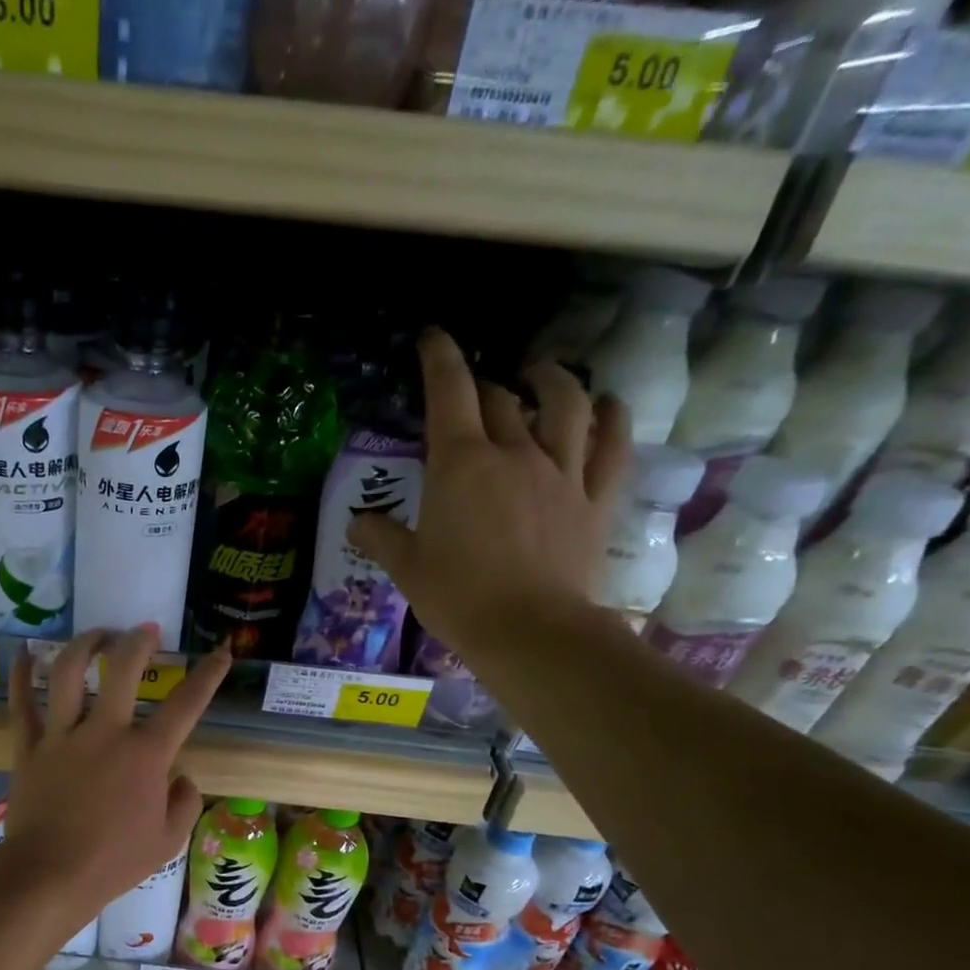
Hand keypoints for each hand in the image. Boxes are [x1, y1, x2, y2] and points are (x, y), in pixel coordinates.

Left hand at [5, 628, 229, 913]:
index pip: (186, 705)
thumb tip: (182, 777)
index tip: (220, 653)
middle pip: (123, 669)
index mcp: (146, 754)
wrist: (50, 875)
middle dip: (138, 642)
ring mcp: (63, 736)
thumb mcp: (168, 841)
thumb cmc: (114, 861)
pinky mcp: (29, 747)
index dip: (208, 675)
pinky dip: (19, 676)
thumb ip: (185, 803)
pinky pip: (21, 704)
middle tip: (145, 632)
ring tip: (97, 635)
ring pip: (67, 673)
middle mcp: (105, 732)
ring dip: (84, 646)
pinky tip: (23, 655)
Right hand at [348, 329, 632, 668]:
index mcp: (460, 465)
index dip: (440, 358)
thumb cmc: (458, 597)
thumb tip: (357, 524)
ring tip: (542, 374)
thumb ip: (381, 538)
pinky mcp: (594, 498)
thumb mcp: (407, 569)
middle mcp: (514, 453)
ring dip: (552, 381)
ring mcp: (561, 472)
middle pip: (501, 400)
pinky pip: (612, 446)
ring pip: (565, 406)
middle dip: (485, 387)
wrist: (529, 630)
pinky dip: (612, 419)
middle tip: (474, 393)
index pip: (450, 392)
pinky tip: (607, 406)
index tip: (433, 338)